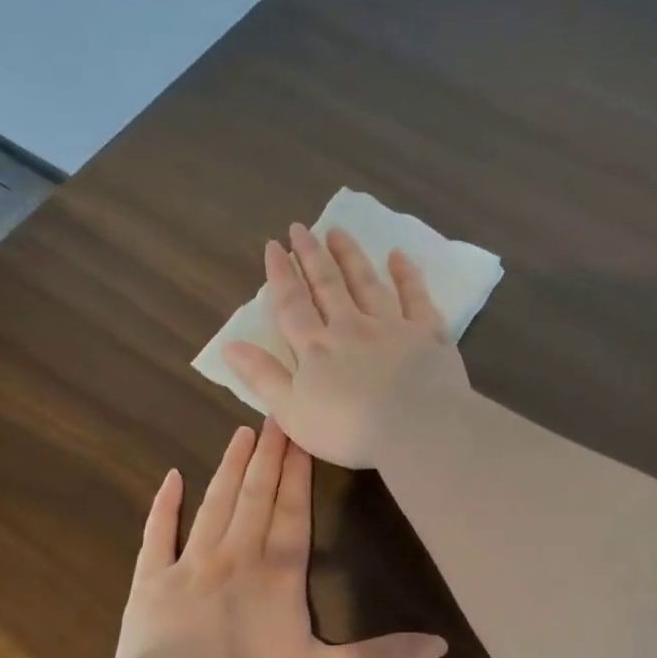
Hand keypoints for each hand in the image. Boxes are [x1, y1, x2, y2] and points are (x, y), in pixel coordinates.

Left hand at [115, 420, 446, 657]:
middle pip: (255, 495)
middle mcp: (236, 556)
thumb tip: (441, 645)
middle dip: (267, 454)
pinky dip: (165, 505)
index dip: (298, 472)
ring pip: (214, 503)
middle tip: (274, 414)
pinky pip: (159, 533)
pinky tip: (171, 478)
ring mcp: (190, 563)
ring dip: (229, 468)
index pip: (292, 511)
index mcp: (278, 574)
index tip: (301, 433)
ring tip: (240, 433)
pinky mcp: (152, 579)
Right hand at [221, 223, 470, 468]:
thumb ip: (262, 377)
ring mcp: (391, 327)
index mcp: (316, 348)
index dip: (281, 275)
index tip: (273, 246)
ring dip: (350, 256)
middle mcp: (351, 328)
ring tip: (337, 232)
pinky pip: (415, 297)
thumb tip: (229, 346)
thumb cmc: (348, 429)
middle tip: (300, 227)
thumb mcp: (292, 412)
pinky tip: (398, 256)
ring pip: (367, 283)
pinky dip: (406, 275)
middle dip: (311, 255)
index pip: (292, 305)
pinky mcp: (427, 334)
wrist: (415, 428)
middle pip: (328, 285)